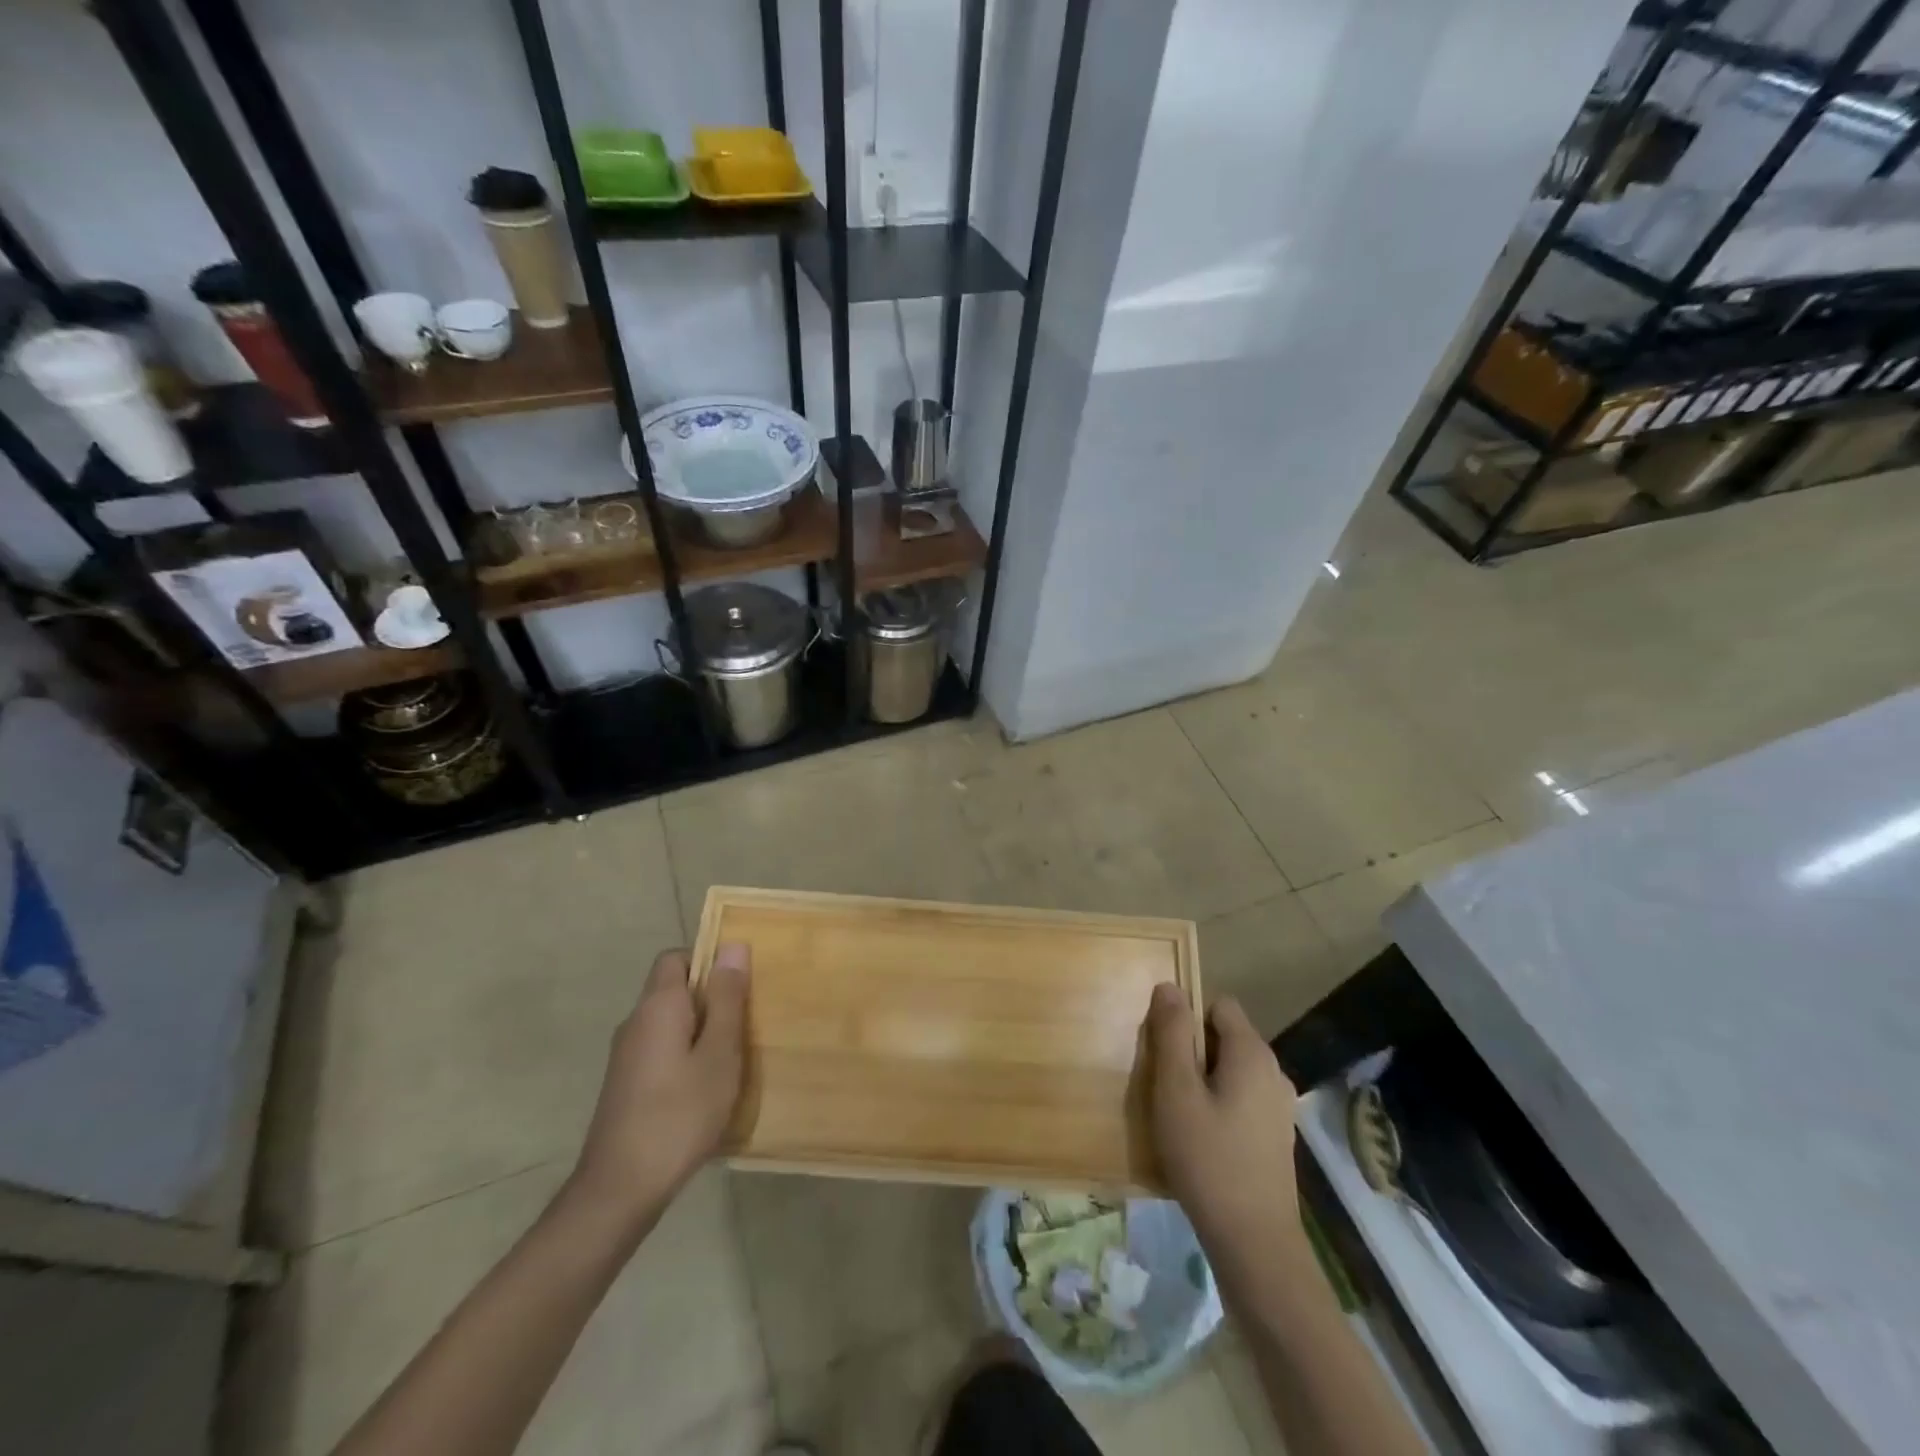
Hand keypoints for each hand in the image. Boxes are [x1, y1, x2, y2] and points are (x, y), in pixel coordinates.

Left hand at [568, 944, 748, 1230]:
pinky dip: (685, 1054)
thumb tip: (732, 945)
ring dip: (701, 1029)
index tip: (738, 986)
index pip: (676, 956)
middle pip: (674, 988)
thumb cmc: (679, 1114)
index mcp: (657, 1006)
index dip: (708, 961)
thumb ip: (727, 998)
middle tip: (744, 1024)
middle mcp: (636, 1021)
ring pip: (670, 1021)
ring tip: (731, 1058)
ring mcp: (626, 1055)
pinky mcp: (626, 1083)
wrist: (619, 1190)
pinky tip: (705, 1087)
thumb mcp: (719, 1053)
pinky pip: (661, 1048)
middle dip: (711, 998)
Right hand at [1147, 983, 1308, 1282]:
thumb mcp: (1176, 1090)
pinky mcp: (1276, 1136)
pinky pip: (1241, 1099)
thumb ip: (1172, 1034)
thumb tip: (1170, 986)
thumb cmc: (1208, 1158)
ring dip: (1204, 1081)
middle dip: (1192, 1051)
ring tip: (1179, 1116)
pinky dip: (1219, 1106)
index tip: (1165, 1052)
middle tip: (1166, 1087)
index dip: (1187, 1019)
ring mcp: (1279, 1106)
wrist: (1254, 1243)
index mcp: (1252, 1053)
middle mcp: (1274, 1071)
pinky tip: (1202, 1140)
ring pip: (1232, 1070)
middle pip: (1225, 1037)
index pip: (1217, 1005)